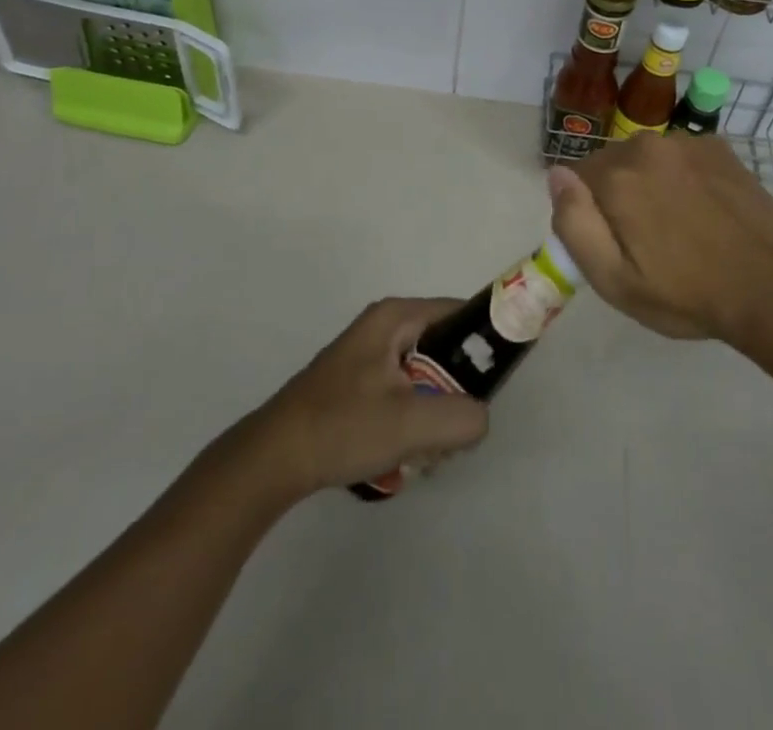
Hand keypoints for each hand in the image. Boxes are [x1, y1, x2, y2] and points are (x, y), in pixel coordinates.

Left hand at [252, 298, 488, 495]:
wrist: (273, 459)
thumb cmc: (343, 426)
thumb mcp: (411, 422)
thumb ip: (462, 417)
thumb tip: (480, 418)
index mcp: (396, 316)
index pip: (460, 312)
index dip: (486, 340)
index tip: (499, 379)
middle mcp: (384, 325)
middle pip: (443, 347)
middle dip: (457, 388)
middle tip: (458, 426)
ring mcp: (368, 355)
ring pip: (424, 374)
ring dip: (434, 410)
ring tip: (427, 446)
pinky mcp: (357, 383)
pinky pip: (404, 391)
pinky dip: (411, 418)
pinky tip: (402, 453)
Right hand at [548, 134, 772, 343]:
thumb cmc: (688, 294)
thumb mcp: (615, 281)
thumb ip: (574, 224)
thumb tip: (555, 175)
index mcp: (616, 177)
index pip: (575, 178)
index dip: (587, 212)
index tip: (612, 242)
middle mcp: (646, 146)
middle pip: (611, 164)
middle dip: (617, 195)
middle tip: (646, 240)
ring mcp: (686, 142)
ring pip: (646, 158)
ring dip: (650, 182)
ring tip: (678, 225)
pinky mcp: (718, 147)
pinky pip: (680, 155)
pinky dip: (682, 175)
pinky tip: (703, 208)